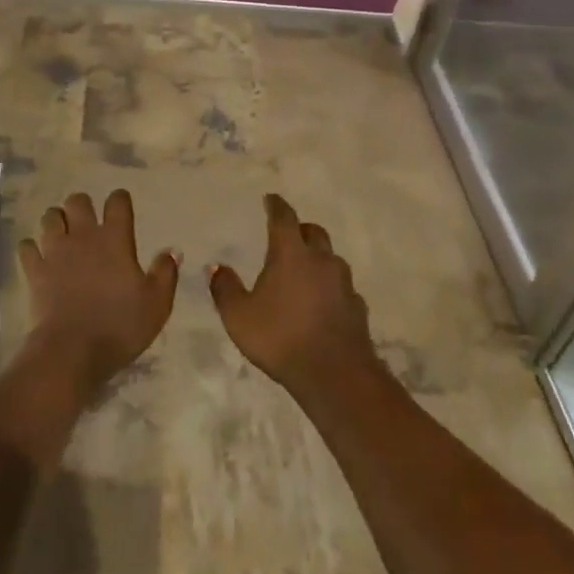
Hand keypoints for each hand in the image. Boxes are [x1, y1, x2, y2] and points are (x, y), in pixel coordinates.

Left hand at [18, 190, 178, 394]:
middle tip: (87, 224)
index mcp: (115, 239)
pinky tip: (39, 257)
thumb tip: (172, 250)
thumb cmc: (120, 326)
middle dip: (82, 206)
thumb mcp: (157, 304)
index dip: (120, 200)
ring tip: (62, 236)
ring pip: (50, 217)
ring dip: (56, 221)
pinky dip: (32, 248)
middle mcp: (83, 236)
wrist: (72, 351)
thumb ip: (165, 273)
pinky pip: (27, 246)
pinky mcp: (34, 270)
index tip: (121, 207)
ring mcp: (55, 251)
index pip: (117, 202)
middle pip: (77, 200)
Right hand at [209, 194, 379, 402]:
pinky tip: (320, 304)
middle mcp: (321, 260)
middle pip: (313, 232)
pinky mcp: (357, 307)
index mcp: (291, 253)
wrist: (335, 375)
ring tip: (302, 273)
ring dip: (317, 259)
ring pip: (330, 259)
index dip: (276, 205)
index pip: (284, 217)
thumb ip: (225, 288)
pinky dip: (329, 288)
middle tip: (287, 236)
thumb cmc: (281, 337)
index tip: (270, 198)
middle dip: (300, 229)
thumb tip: (216, 267)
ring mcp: (344, 283)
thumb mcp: (239, 316)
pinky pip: (341, 287)